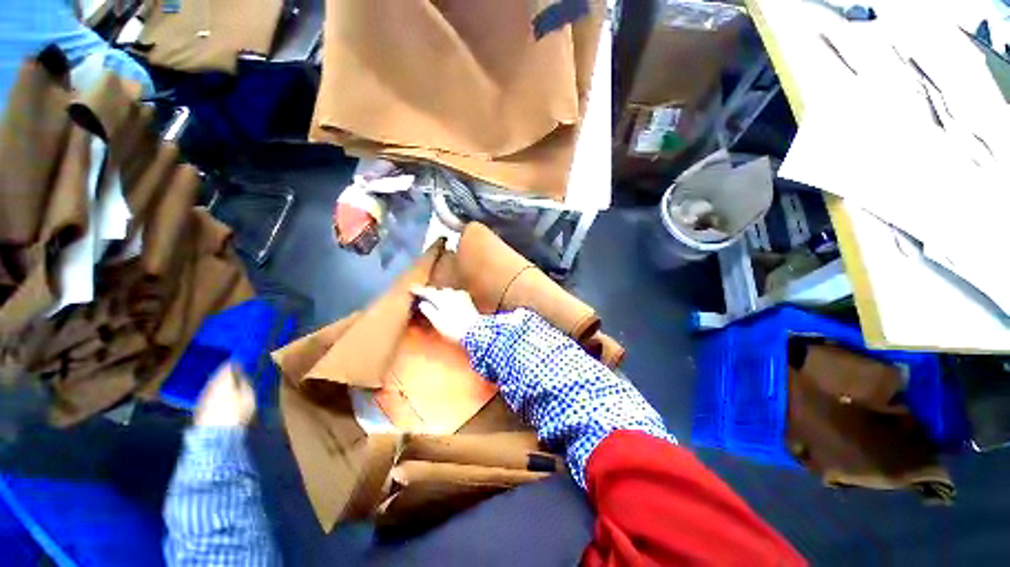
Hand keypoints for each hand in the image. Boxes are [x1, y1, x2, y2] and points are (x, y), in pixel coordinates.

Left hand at [194, 362, 255, 427]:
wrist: (215, 433)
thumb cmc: (236, 411)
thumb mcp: (248, 396)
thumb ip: (245, 384)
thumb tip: (242, 377)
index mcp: (223, 379)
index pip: (228, 366)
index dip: (235, 363)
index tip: (241, 362)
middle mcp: (211, 385)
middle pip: (218, 376)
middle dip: (226, 375)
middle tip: (235, 374)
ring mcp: (203, 396)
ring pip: (212, 386)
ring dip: (220, 385)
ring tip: (229, 387)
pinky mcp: (199, 408)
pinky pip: (209, 396)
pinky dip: (215, 395)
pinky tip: (221, 399)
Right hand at [411, 286, 479, 342]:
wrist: (475, 331)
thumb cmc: (454, 328)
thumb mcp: (437, 321)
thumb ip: (428, 310)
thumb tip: (423, 303)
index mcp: (441, 298)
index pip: (427, 291)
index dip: (418, 290)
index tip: (411, 288)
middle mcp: (451, 293)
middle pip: (436, 290)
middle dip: (429, 292)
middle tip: (421, 295)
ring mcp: (460, 295)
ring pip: (446, 291)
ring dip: (440, 294)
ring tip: (434, 299)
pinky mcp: (467, 299)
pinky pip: (454, 294)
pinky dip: (448, 296)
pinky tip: (448, 301)